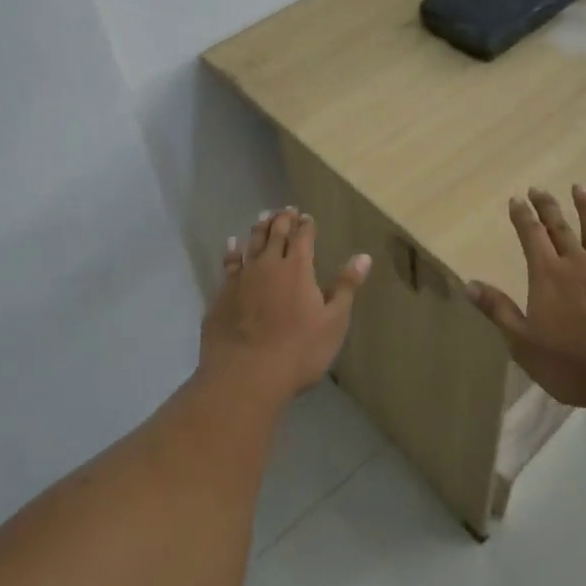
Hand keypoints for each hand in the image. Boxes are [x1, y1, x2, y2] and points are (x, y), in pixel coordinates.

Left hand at [200, 207, 371, 402]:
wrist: (245, 375)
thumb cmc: (298, 351)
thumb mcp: (333, 322)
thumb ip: (346, 287)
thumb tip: (363, 257)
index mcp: (298, 269)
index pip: (303, 237)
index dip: (306, 225)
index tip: (307, 217)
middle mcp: (269, 264)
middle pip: (275, 234)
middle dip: (282, 219)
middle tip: (286, 210)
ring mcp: (242, 277)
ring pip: (251, 243)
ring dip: (259, 228)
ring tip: (263, 217)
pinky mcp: (222, 293)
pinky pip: (228, 263)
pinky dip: (232, 250)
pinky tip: (231, 244)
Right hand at [467, 186, 585, 418]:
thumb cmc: (574, 365)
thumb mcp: (524, 343)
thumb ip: (499, 310)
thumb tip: (470, 283)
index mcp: (548, 276)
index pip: (531, 237)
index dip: (522, 217)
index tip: (517, 199)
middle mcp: (578, 264)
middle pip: (560, 228)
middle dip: (548, 207)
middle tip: (539, 189)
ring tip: (580, 188)